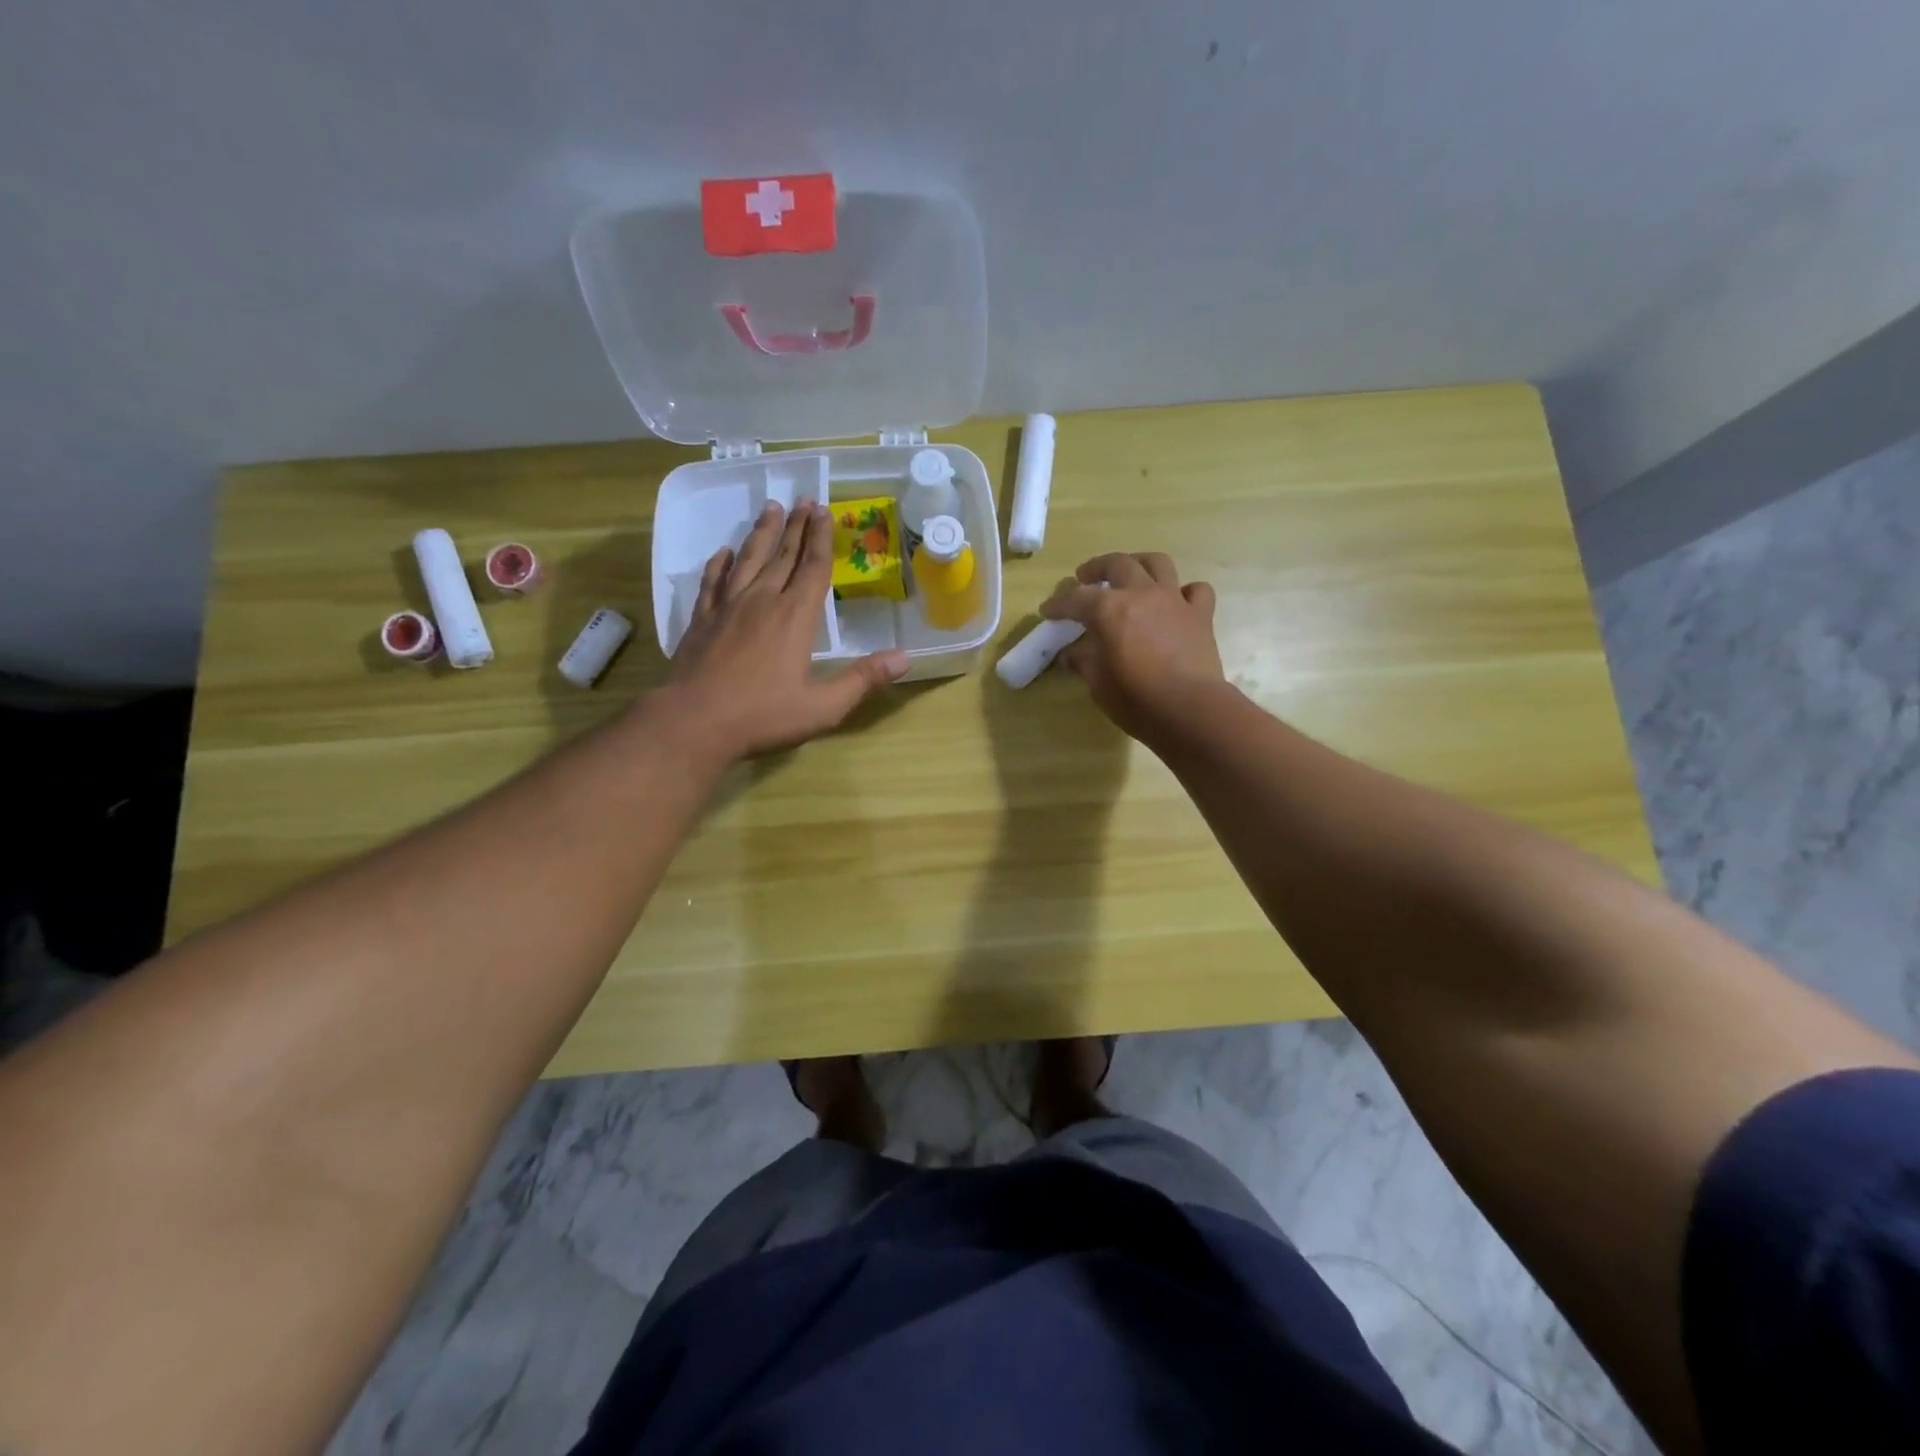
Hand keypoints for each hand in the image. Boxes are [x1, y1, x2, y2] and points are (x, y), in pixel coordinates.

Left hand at [659, 501, 907, 759]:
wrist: (694, 723)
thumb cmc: (763, 716)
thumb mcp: (823, 706)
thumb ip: (863, 680)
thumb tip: (904, 657)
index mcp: (794, 617)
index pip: (812, 568)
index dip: (820, 538)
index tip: (823, 511)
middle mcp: (761, 601)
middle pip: (782, 556)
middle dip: (795, 527)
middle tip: (803, 500)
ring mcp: (727, 608)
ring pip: (748, 560)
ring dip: (761, 534)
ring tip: (770, 509)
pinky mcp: (701, 621)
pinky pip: (712, 582)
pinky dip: (719, 564)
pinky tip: (723, 553)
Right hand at [1042, 552, 1223, 740]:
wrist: (1190, 710)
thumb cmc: (1136, 699)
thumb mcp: (1098, 684)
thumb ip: (1084, 662)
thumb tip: (1071, 655)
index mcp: (1109, 609)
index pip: (1076, 599)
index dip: (1058, 604)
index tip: (1047, 611)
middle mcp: (1141, 594)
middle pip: (1117, 564)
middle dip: (1096, 568)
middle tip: (1085, 577)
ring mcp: (1174, 600)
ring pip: (1157, 563)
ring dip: (1139, 563)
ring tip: (1130, 573)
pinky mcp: (1200, 615)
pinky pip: (1196, 590)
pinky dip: (1185, 591)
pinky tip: (1177, 601)